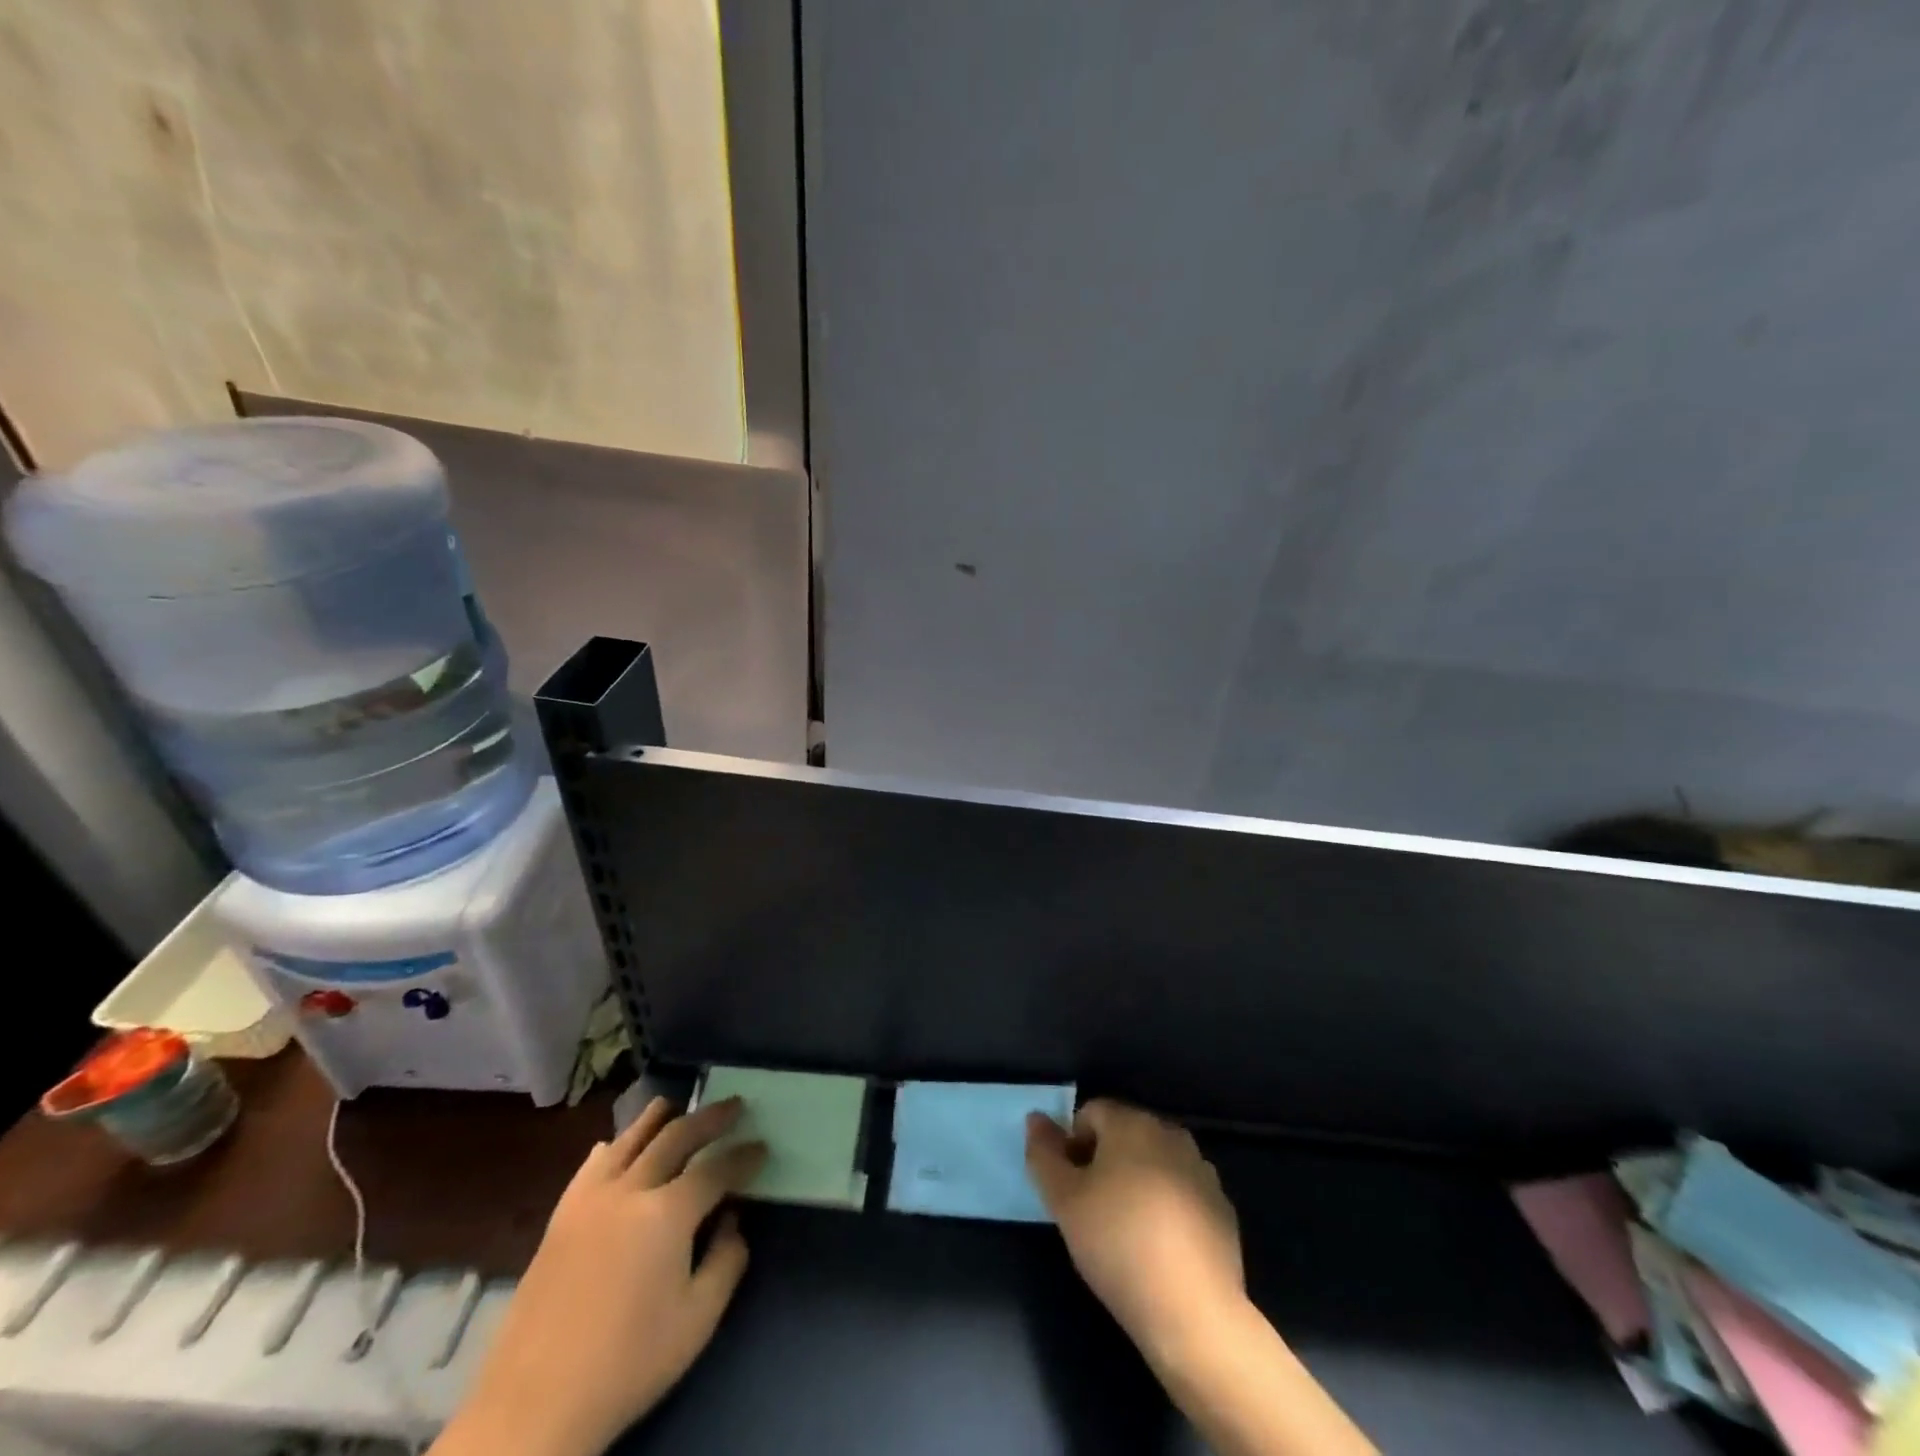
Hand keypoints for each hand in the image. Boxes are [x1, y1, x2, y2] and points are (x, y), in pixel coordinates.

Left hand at [434, 1097, 765, 1455]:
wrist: (534, 1407)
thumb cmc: (628, 1363)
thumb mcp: (698, 1321)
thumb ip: (726, 1261)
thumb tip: (733, 1221)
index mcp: (667, 1213)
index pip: (716, 1169)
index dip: (744, 1156)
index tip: (762, 1146)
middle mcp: (630, 1190)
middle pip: (676, 1137)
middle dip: (710, 1118)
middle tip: (734, 1106)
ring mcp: (589, 1200)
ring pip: (629, 1139)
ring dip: (658, 1118)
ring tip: (675, 1105)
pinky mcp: (559, 1220)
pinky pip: (591, 1166)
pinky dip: (612, 1147)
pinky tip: (613, 1146)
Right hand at [1025, 1098, 1244, 1369]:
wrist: (1193, 1312)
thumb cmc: (1118, 1244)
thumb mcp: (1063, 1201)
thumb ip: (1043, 1154)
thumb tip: (1037, 1119)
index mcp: (1132, 1123)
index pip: (1090, 1113)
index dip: (1072, 1145)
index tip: (1070, 1188)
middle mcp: (1170, 1133)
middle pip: (1124, 1134)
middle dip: (1104, 1162)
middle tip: (1091, 1210)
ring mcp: (1202, 1170)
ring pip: (1154, 1163)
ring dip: (1137, 1183)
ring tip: (1125, 1232)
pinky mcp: (1222, 1207)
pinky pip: (1182, 1193)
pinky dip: (1167, 1208)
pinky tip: (1159, 1248)